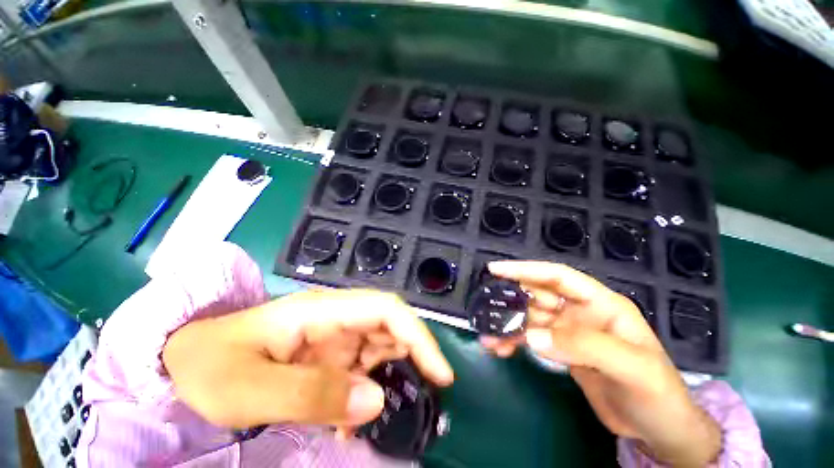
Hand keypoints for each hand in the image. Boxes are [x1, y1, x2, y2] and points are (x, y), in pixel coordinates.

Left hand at [163, 289, 453, 430]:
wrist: (184, 360)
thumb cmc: (211, 365)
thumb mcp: (250, 389)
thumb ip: (312, 395)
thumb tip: (375, 400)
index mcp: (323, 310)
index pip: (385, 309)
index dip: (417, 333)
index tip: (440, 371)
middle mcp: (337, 317)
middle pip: (390, 326)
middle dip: (414, 355)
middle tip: (427, 397)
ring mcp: (334, 335)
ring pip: (381, 347)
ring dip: (392, 377)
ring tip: (389, 416)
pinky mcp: (329, 354)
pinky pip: (362, 368)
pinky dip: (368, 392)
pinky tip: (354, 422)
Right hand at [482, 261, 719, 466]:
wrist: (658, 431)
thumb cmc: (657, 394)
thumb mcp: (632, 369)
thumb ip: (584, 347)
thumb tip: (533, 337)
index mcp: (601, 304)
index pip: (558, 276)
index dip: (526, 269)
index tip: (496, 269)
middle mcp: (580, 312)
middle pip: (537, 296)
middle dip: (511, 300)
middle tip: (485, 307)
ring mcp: (568, 331)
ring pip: (530, 318)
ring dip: (509, 324)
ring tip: (489, 337)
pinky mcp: (560, 350)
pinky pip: (530, 338)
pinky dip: (514, 341)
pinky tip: (502, 349)